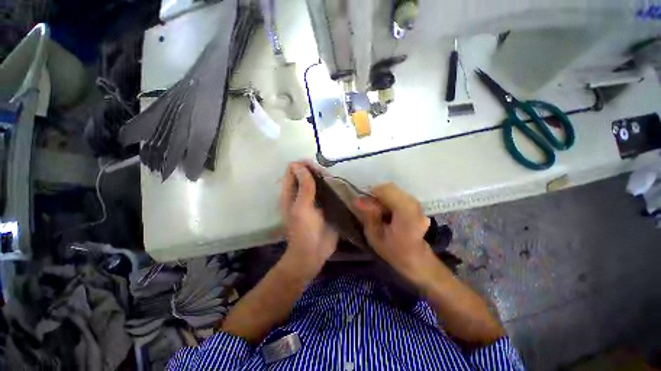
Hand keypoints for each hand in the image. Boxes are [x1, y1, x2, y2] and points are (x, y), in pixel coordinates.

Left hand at [280, 162, 337, 277]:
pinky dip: (331, 186)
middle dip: (314, 170)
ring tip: (332, 180)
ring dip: (323, 177)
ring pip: (317, 181)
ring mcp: (313, 199)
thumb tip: (300, 165)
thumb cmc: (303, 231)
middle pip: (305, 173)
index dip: (302, 165)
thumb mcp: (301, 208)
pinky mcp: (324, 205)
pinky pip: (327, 190)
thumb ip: (303, 187)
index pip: (292, 170)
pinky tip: (337, 187)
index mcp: (290, 193)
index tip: (314, 168)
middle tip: (325, 175)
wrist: (313, 253)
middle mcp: (300, 193)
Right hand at [353, 183, 437, 283]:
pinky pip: (396, 193)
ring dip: (382, 197)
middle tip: (371, 210)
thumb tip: (357, 199)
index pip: (386, 190)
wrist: (417, 259)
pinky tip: (387, 212)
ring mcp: (415, 202)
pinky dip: (388, 199)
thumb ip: (368, 216)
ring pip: (392, 189)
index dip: (372, 194)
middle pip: (389, 187)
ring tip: (379, 212)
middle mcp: (413, 203)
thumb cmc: (395, 251)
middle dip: (376, 195)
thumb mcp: (375, 237)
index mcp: (405, 213)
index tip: (365, 205)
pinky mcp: (414, 202)